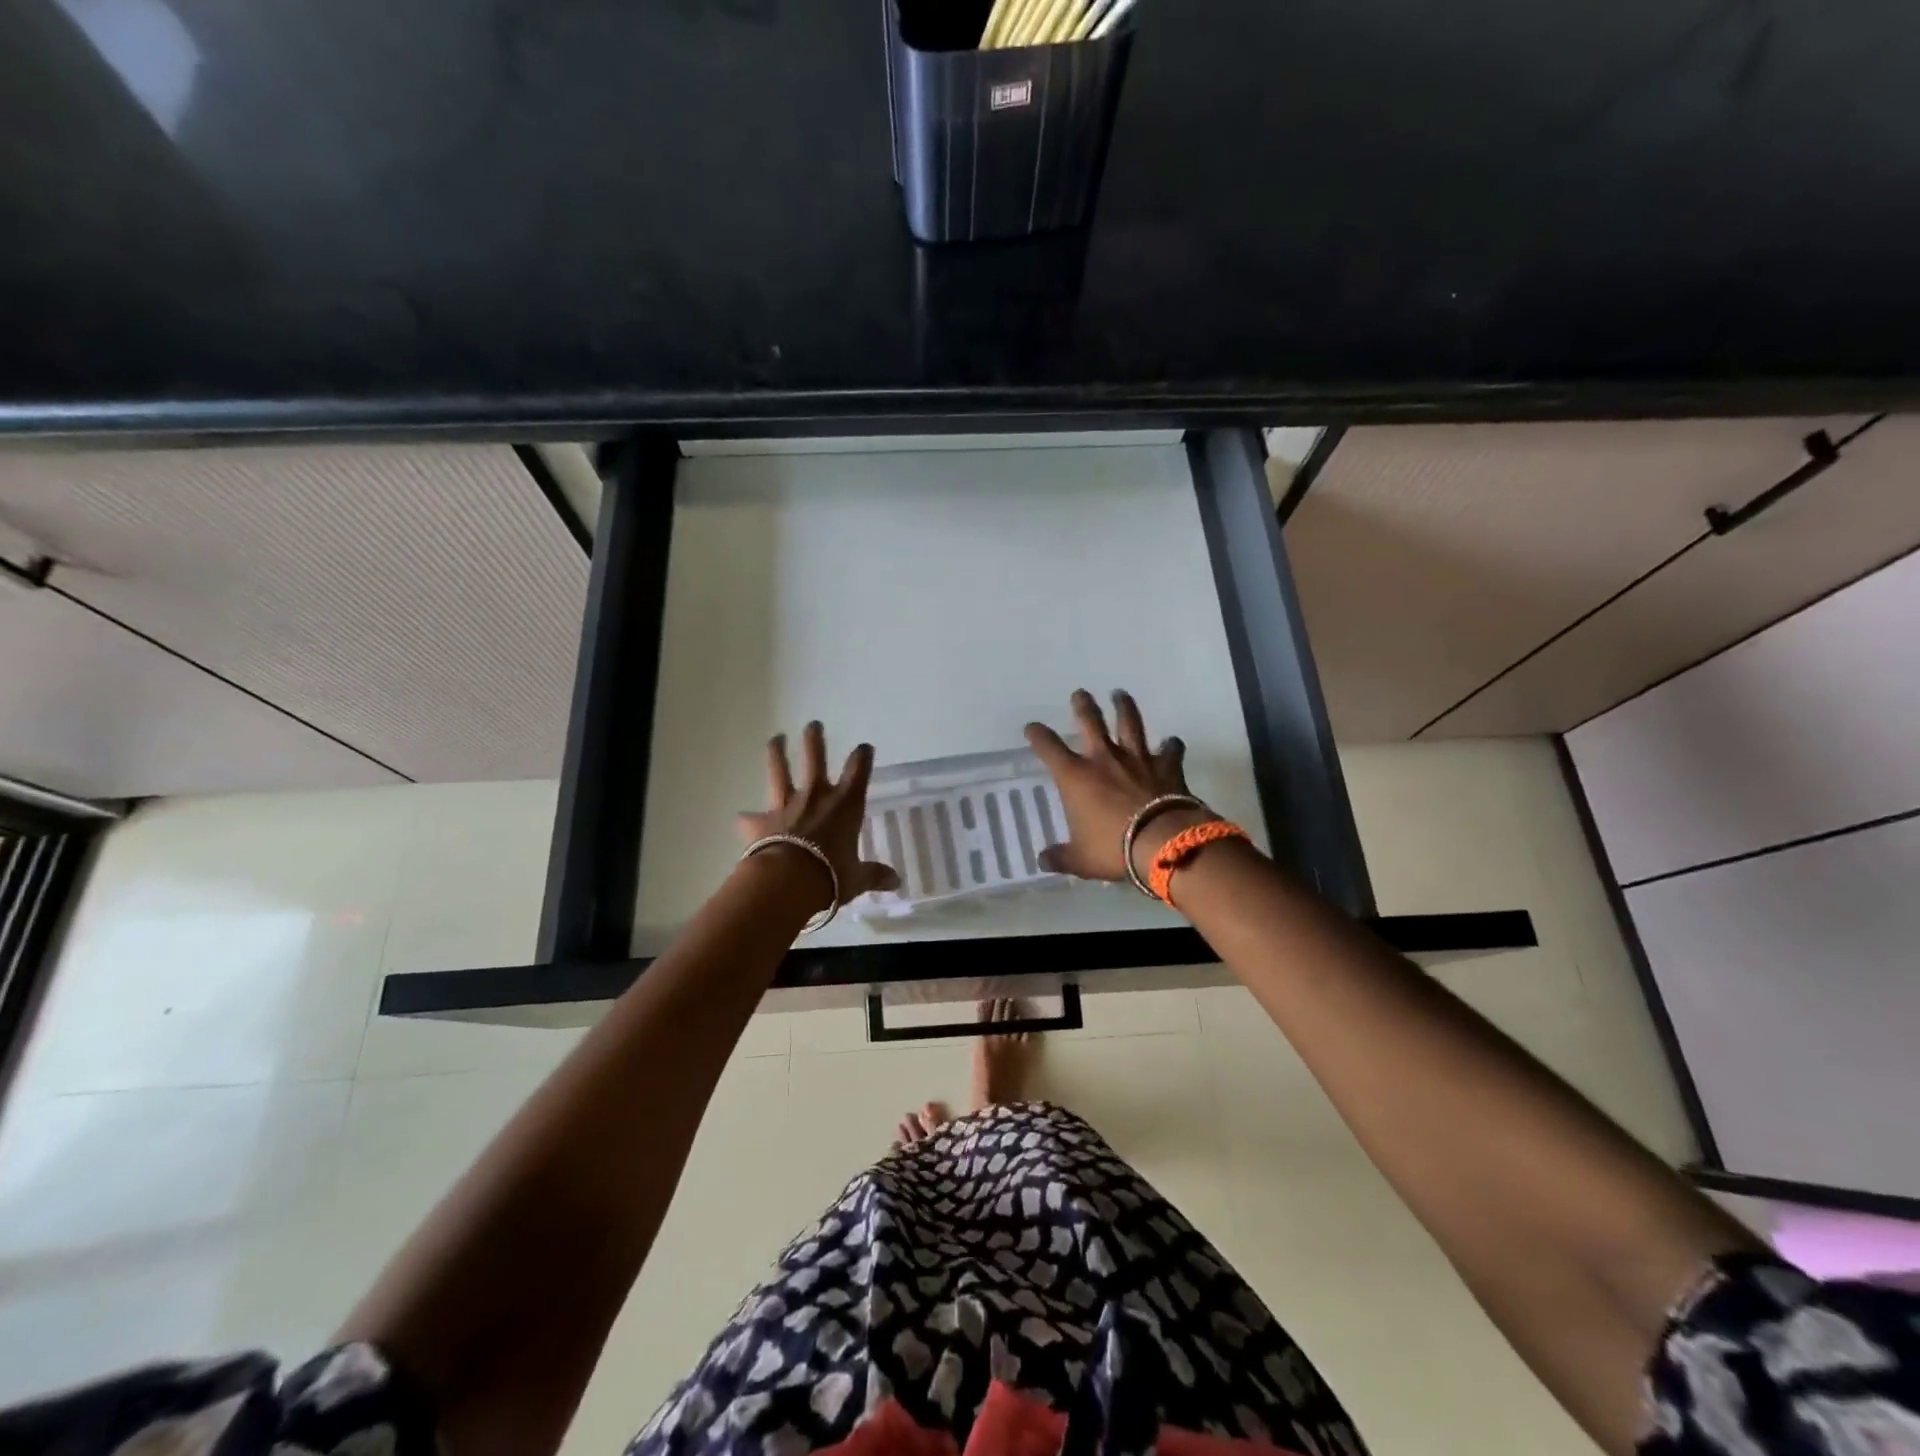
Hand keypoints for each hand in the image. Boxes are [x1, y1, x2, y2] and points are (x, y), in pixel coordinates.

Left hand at [737, 722, 901, 906]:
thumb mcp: (857, 878)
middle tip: (813, 725)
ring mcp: (785, 806)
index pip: (858, 771)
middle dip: (814, 740)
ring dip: (777, 754)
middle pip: (815, 759)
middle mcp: (815, 797)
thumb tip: (896, 883)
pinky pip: (751, 819)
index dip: (862, 756)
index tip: (864, 747)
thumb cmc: (831, 875)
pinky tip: (743, 819)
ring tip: (775, 738)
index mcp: (845, 805)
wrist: (787, 881)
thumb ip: (874, 874)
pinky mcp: (760, 822)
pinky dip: (748, 819)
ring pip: (779, 772)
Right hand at [1024, 689, 1204, 881]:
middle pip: (1090, 721)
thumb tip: (1043, 860)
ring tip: (1121, 694)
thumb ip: (1061, 857)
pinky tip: (1172, 741)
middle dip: (1083, 705)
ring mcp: (1137, 759)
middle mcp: (1103, 759)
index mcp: (1075, 777)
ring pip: (1130, 723)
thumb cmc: (1113, 849)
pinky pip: (1170, 750)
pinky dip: (1171, 745)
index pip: (1048, 747)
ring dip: (1124, 707)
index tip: (1032, 728)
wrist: (1163, 842)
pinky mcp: (1166, 766)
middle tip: (1080, 693)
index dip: (1038, 735)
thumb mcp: (1081, 860)